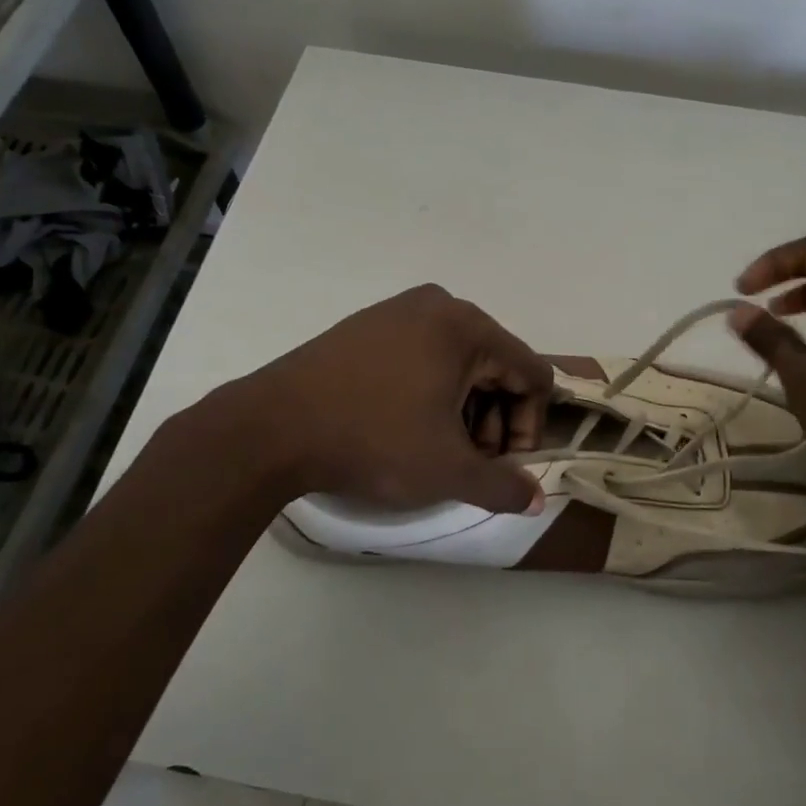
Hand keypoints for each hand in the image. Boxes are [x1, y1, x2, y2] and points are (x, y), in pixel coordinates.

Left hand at [195, 284, 552, 514]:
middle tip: (470, 460)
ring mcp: (398, 310)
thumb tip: (535, 500)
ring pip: (460, 360)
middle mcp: (439, 305)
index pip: (532, 374)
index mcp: (468, 327)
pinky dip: (431, 388)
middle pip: (497, 365)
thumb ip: (503, 487)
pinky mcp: (368, 325)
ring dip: (464, 407)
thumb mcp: (447, 472)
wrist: (270, 428)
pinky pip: (424, 352)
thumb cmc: (373, 441)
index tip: (502, 463)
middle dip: (493, 418)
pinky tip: (405, 422)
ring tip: (437, 446)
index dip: (528, 425)